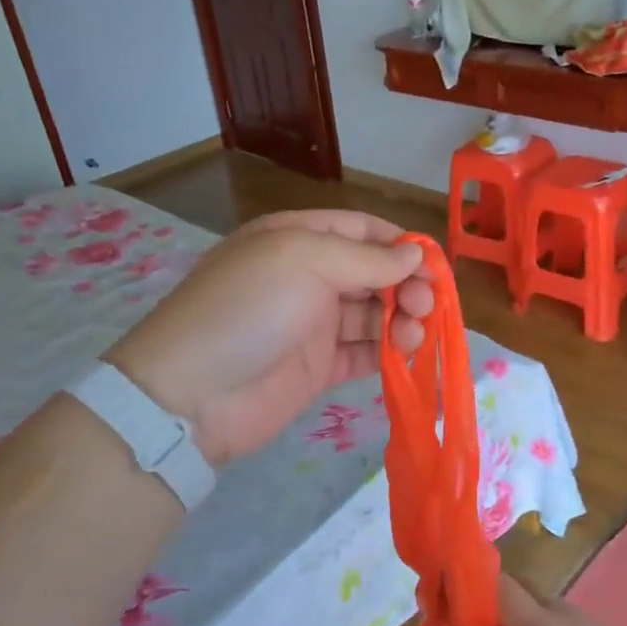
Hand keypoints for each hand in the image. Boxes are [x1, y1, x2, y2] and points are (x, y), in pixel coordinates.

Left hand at [106, 210, 434, 468]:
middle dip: (406, 284)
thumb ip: (365, 258)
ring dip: (402, 319)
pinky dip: (388, 351)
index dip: (400, 243)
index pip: (361, 230)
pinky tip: (406, 354)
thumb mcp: (303, 261)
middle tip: (426, 306)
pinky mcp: (319, 367)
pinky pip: (364, 352)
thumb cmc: (248, 309)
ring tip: (415, 334)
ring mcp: (313, 324)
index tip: (433, 265)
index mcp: (296, 238)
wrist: (192, 395)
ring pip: (373, 314)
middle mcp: (307, 277)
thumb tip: (415, 253)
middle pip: (373, 273)